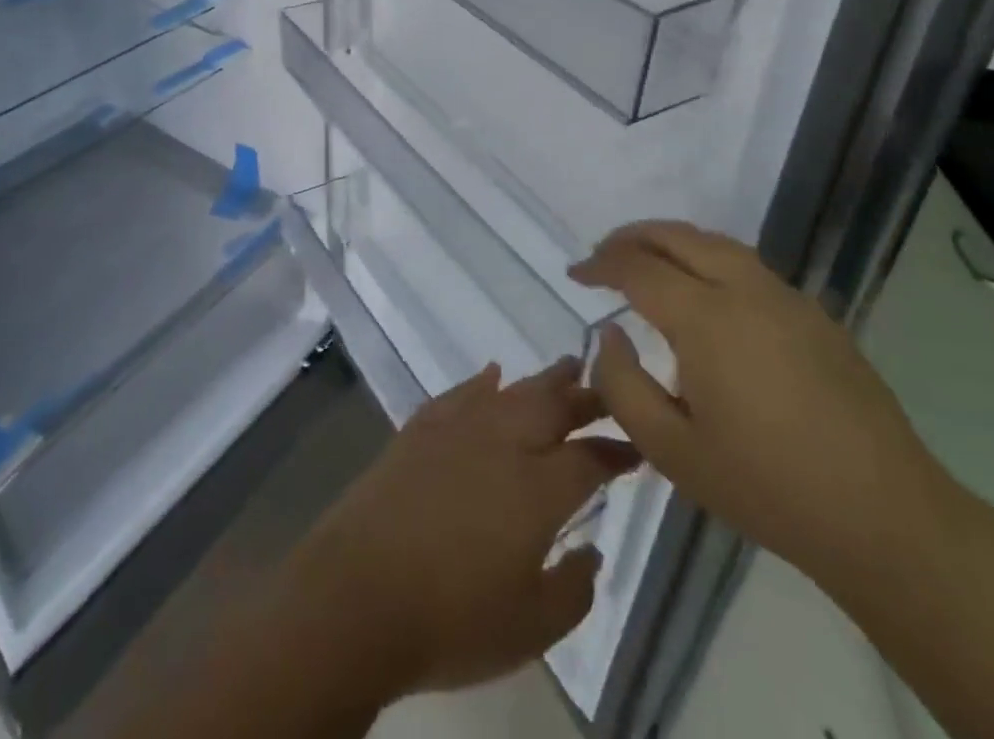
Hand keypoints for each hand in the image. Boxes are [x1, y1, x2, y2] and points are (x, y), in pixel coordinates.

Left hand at [279, 358, 640, 698]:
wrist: (358, 593)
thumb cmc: (451, 620)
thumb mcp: (531, 628)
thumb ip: (574, 589)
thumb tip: (592, 550)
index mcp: (537, 490)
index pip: (589, 458)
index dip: (616, 451)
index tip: (635, 448)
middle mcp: (502, 444)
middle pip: (553, 407)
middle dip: (586, 395)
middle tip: (608, 386)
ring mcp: (458, 429)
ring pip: (512, 391)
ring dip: (543, 379)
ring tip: (567, 366)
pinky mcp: (420, 428)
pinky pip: (460, 392)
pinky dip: (481, 381)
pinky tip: (491, 374)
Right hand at [575, 222, 956, 585]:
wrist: (886, 519)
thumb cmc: (768, 488)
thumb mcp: (672, 451)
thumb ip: (623, 386)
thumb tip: (610, 336)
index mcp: (705, 318)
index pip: (637, 267)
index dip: (599, 264)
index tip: (575, 274)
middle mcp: (744, 290)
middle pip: (677, 236)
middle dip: (631, 237)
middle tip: (602, 257)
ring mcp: (786, 298)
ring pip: (715, 243)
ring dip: (672, 241)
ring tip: (646, 262)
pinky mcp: (814, 315)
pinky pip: (746, 265)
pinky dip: (708, 258)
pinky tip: (703, 292)